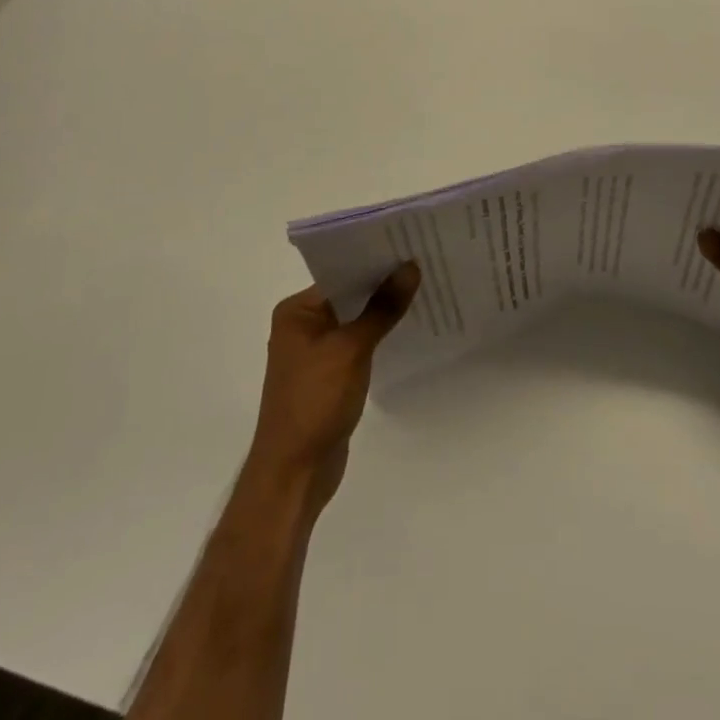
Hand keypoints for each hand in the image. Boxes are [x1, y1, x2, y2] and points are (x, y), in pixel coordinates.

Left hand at [246, 264, 420, 511]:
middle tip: (424, 264)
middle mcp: (302, 326)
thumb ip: (382, 308)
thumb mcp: (351, 349)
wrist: (295, 474)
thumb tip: (410, 267)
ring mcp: (315, 352)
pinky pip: (357, 343)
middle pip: (348, 295)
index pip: (339, 273)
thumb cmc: (315, 402)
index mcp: (297, 312)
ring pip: (355, 320)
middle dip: (382, 284)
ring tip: (423, 289)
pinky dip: (378, 336)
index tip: (409, 246)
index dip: (373, 260)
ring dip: (382, 310)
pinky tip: (407, 327)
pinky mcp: (329, 375)